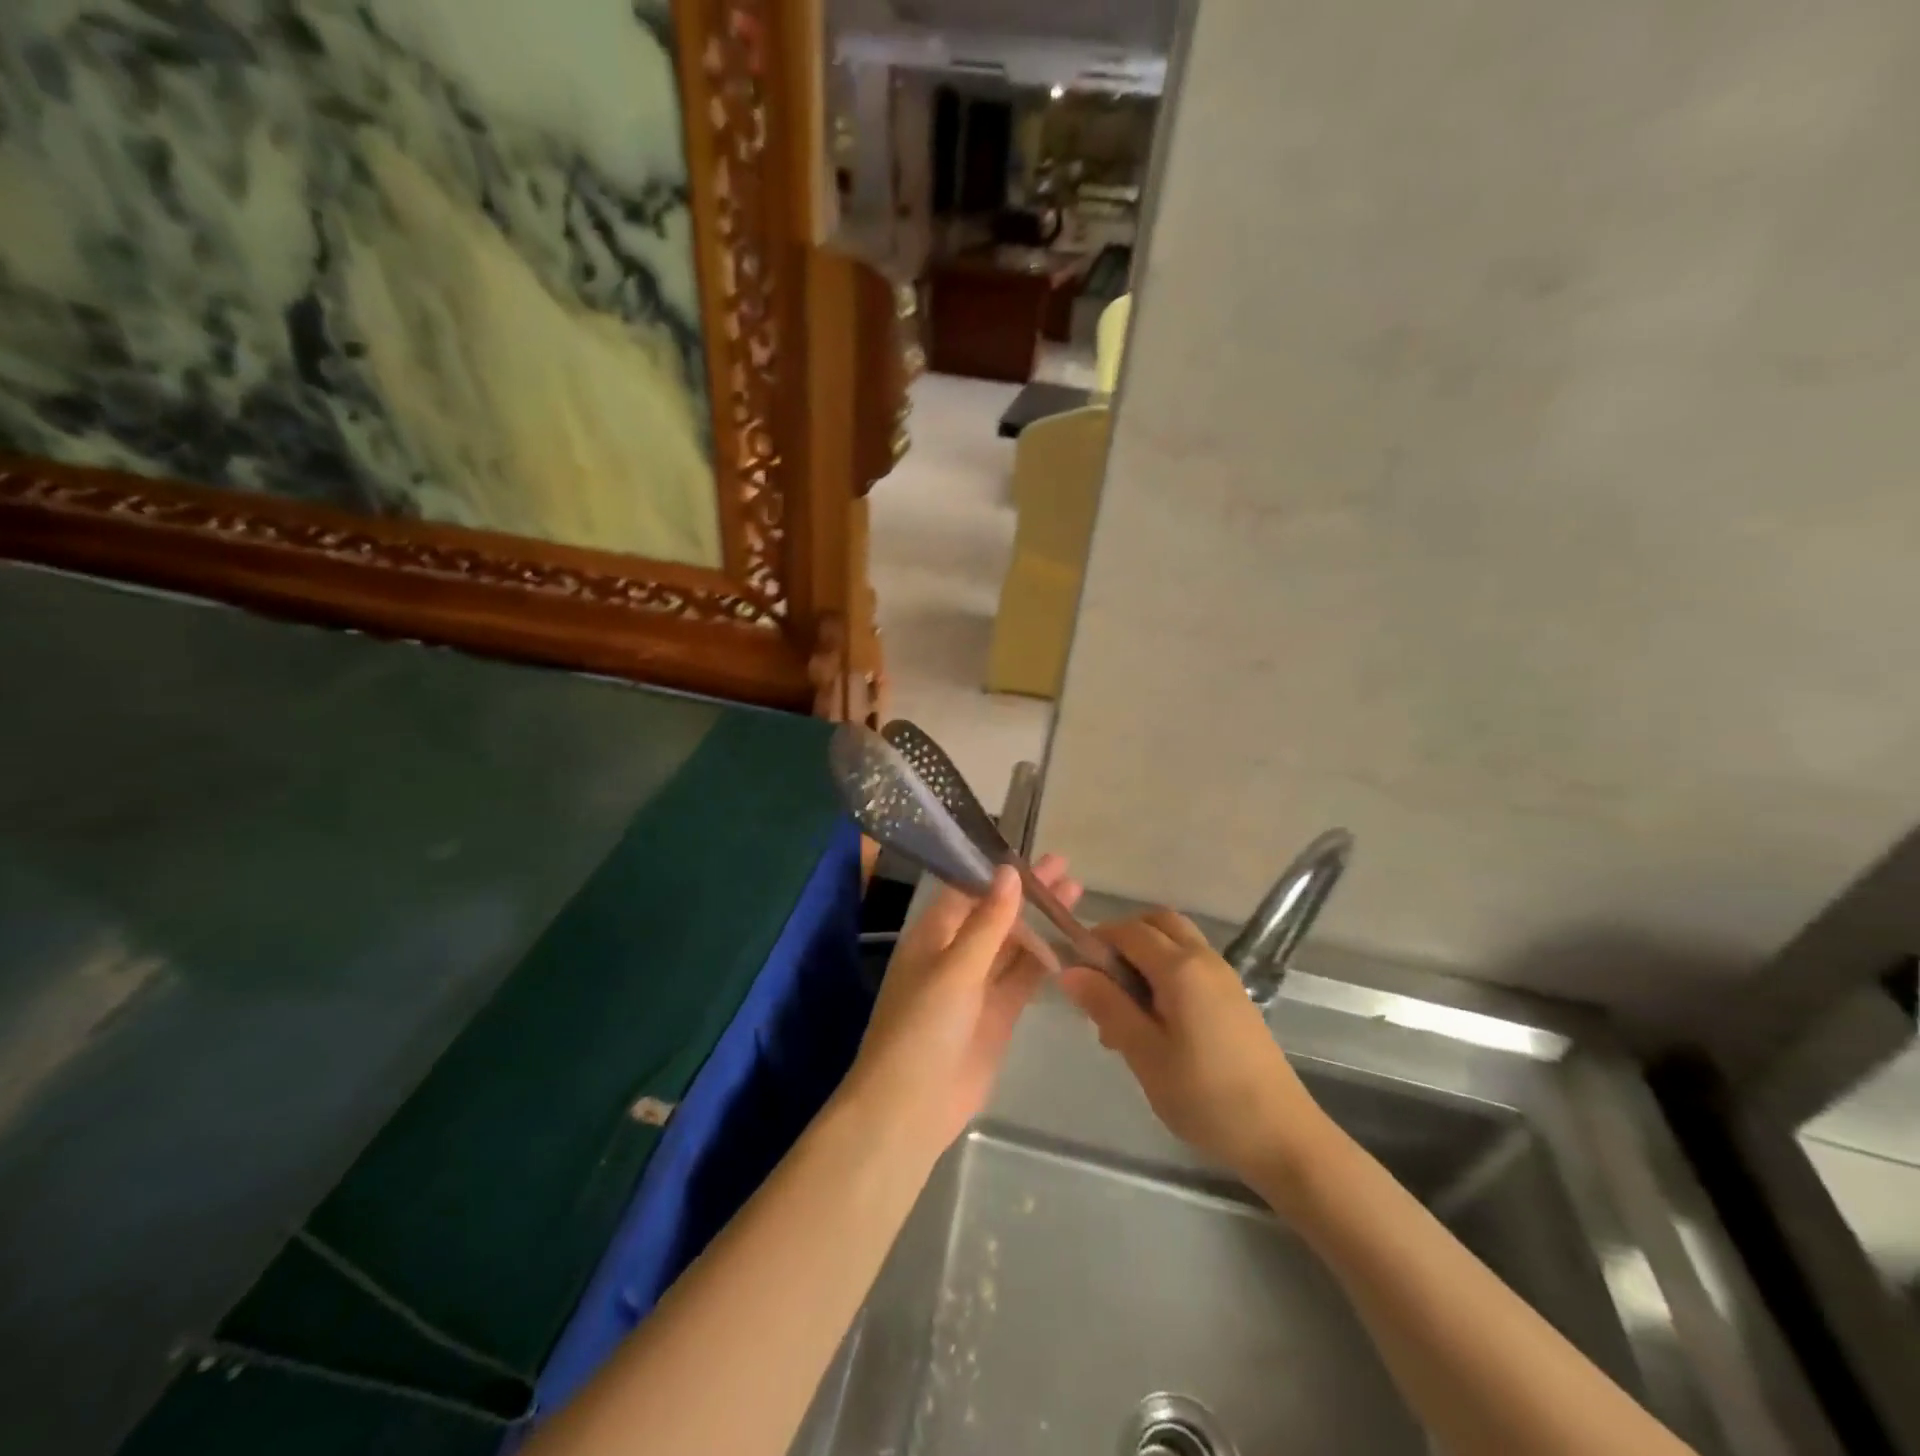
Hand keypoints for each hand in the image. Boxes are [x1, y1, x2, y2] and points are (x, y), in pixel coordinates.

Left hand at [844, 856, 1080, 1152]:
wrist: (910, 1108)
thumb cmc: (922, 1027)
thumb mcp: (955, 968)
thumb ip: (988, 922)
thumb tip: (1009, 871)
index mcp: (934, 934)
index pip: (969, 889)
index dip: (999, 870)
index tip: (1031, 849)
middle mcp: (955, 953)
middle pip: (997, 914)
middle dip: (1028, 892)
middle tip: (1066, 867)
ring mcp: (978, 985)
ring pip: (1014, 944)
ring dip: (1041, 921)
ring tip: (1076, 894)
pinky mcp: (998, 1015)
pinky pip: (1023, 978)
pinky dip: (1045, 960)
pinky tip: (1071, 941)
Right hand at [1060, 908, 1335, 1193]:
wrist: (1282, 1136)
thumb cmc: (1206, 1097)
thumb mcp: (1144, 1054)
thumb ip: (1106, 1006)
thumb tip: (1069, 970)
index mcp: (1180, 968)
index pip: (1128, 931)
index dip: (1096, 941)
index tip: (1075, 973)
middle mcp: (1204, 958)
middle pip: (1157, 923)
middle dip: (1123, 939)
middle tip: (1101, 982)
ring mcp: (1224, 975)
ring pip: (1176, 941)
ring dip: (1145, 954)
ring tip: (1126, 1006)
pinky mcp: (1234, 996)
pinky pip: (1191, 963)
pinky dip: (1166, 970)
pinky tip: (1155, 1019)